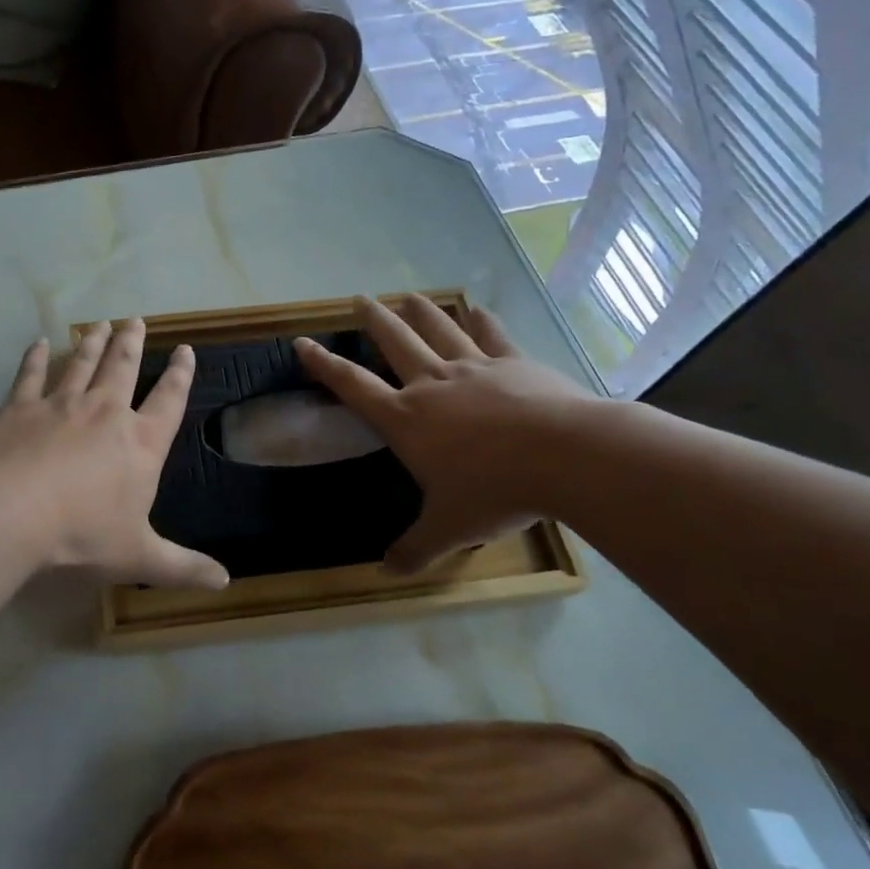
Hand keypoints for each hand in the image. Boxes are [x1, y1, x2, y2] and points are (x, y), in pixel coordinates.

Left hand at [0, 319, 228, 590]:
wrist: (14, 513)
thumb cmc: (83, 534)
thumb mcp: (140, 556)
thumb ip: (183, 567)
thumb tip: (226, 582)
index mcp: (140, 443)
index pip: (168, 401)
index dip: (180, 375)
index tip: (186, 350)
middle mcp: (105, 413)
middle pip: (122, 368)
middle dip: (131, 343)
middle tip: (135, 320)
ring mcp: (61, 405)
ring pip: (81, 364)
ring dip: (92, 343)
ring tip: (101, 324)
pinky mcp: (20, 408)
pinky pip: (30, 375)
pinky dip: (35, 357)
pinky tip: (38, 342)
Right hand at [295, 295, 594, 574]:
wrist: (566, 456)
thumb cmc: (496, 491)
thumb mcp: (450, 529)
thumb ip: (416, 548)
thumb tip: (386, 572)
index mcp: (406, 420)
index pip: (354, 386)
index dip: (325, 365)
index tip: (302, 342)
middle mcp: (433, 385)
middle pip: (395, 343)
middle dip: (374, 321)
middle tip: (359, 299)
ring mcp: (475, 369)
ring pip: (439, 331)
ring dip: (420, 313)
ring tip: (407, 296)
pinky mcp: (515, 363)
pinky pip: (492, 336)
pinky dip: (482, 322)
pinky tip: (477, 310)